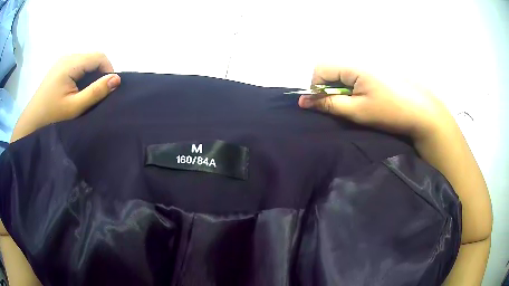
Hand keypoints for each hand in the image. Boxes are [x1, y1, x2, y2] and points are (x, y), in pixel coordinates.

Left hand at [10, 53, 120, 141]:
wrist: (31, 121)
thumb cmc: (52, 116)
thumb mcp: (75, 107)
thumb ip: (95, 92)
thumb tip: (117, 79)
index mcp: (71, 63)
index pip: (99, 57)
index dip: (108, 70)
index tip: (107, 89)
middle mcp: (67, 56)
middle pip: (92, 57)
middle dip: (100, 73)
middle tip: (97, 94)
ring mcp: (62, 61)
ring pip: (85, 61)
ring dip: (91, 74)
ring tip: (87, 93)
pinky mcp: (59, 67)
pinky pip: (77, 65)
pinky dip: (82, 75)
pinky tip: (77, 89)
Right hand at [298, 65, 455, 139]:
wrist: (422, 112)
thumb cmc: (390, 112)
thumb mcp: (357, 111)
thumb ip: (329, 104)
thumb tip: (303, 101)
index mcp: (353, 66)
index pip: (320, 68)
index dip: (316, 87)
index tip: (325, 104)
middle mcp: (360, 61)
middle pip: (332, 69)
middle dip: (329, 88)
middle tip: (343, 107)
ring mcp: (370, 66)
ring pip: (344, 74)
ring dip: (343, 89)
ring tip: (357, 105)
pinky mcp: (378, 72)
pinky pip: (356, 76)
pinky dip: (354, 88)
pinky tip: (368, 99)